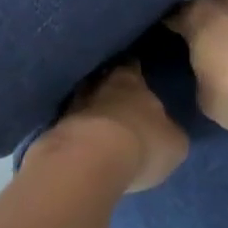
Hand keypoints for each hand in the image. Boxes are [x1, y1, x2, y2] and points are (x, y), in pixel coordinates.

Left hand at [49, 63, 188, 193]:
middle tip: (117, 103)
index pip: (132, 66)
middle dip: (108, 90)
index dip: (135, 70)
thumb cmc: (141, 143)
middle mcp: (97, 84)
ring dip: (89, 112)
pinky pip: (69, 128)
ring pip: (83, 103)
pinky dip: (76, 134)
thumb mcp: (173, 143)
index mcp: (130, 80)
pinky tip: (82, 147)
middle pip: (103, 81)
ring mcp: (71, 106)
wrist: (89, 161)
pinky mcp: (53, 132)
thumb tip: (166, 132)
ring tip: (99, 127)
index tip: (137, 74)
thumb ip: (169, 132)